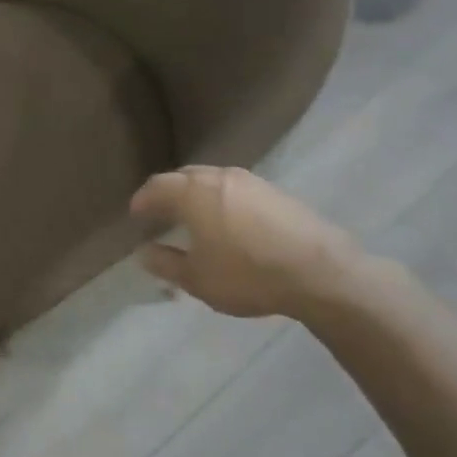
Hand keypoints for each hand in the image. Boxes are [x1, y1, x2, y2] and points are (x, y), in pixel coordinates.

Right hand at [130, 166, 365, 320]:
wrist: (321, 273)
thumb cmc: (248, 275)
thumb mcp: (197, 279)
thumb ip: (165, 263)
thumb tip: (144, 252)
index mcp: (194, 193)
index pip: (157, 187)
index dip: (142, 200)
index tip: (135, 215)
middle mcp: (220, 177)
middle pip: (184, 177)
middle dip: (168, 193)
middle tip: (160, 213)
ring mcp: (252, 181)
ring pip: (213, 180)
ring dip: (197, 195)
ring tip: (193, 218)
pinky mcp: (276, 193)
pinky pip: (236, 189)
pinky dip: (222, 200)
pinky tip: (228, 223)